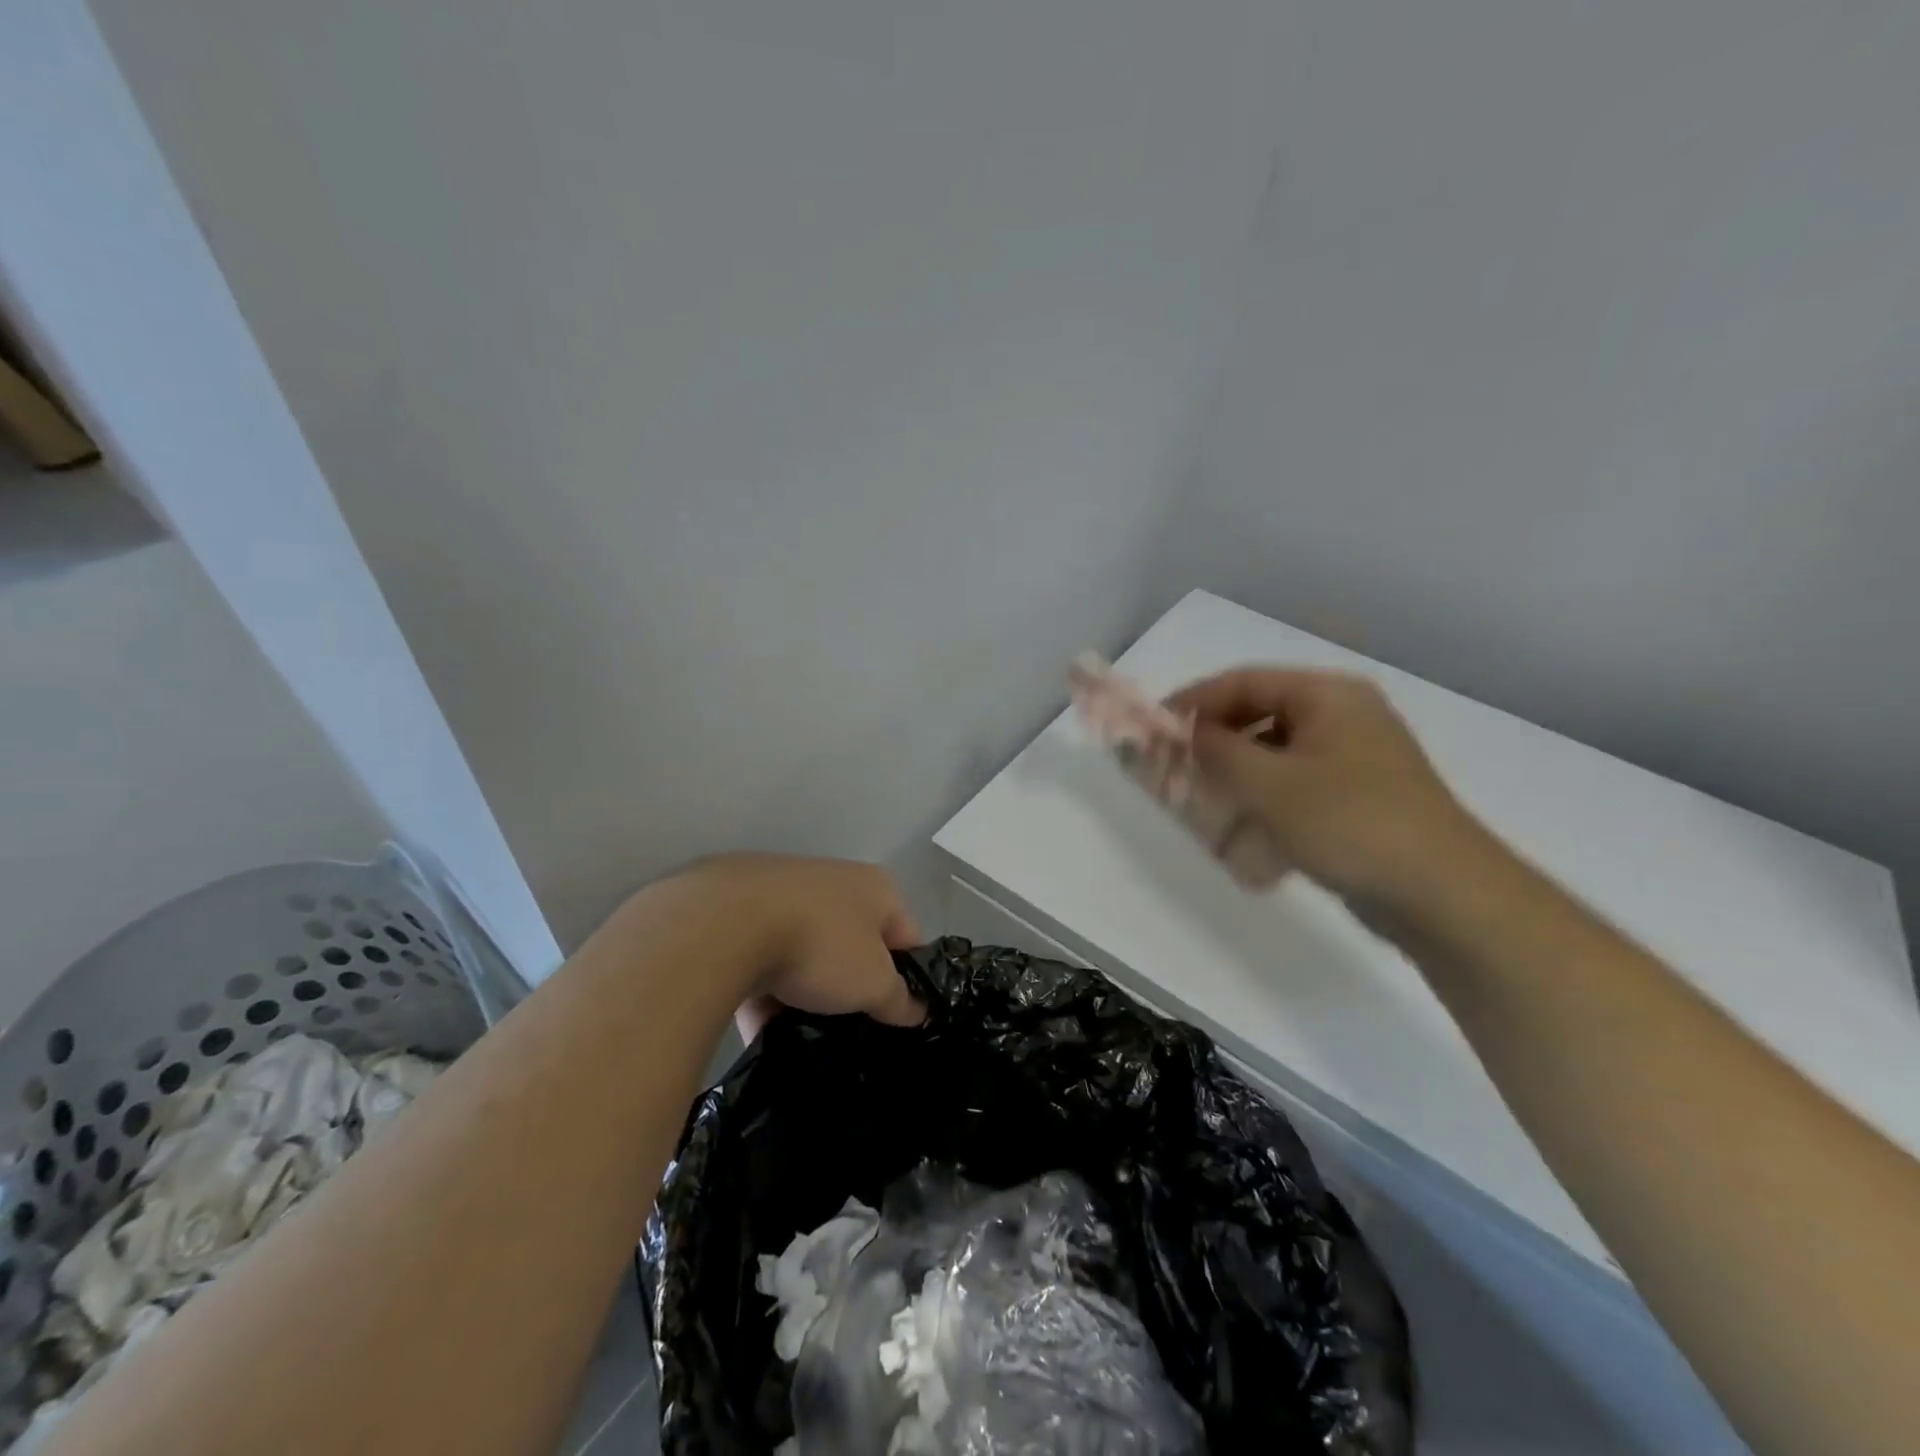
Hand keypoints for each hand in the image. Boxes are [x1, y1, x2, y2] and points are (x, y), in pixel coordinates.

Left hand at [669, 854, 924, 1040]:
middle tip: (848, 1027)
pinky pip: (762, 958)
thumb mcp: (873, 984)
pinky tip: (758, 1027)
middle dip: (850, 987)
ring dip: (804, 992)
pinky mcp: (739, 909)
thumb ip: (899, 999)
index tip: (895, 1018)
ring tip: (800, 1032)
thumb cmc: (820, 945)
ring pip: (806, 952)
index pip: (907, 937)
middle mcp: (834, 880)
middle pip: (854, 944)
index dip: (908, 980)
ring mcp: (784, 891)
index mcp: (876, 887)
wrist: (725, 923)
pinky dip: (763, 990)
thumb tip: (917, 1011)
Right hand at [1166, 667, 1484, 911]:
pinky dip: (1265, 801)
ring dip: (1235, 776)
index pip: (1243, 682)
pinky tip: (1247, 836)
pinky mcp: (1359, 797)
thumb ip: (1215, 752)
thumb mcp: (1270, 784)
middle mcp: (1343, 716)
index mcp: (1327, 695)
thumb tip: (1175, 731)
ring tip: (1205, 805)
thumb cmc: (1351, 822)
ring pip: (1275, 753)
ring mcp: (1354, 758)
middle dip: (1213, 743)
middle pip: (1258, 715)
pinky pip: (1296, 785)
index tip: (1153, 730)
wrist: (1444, 894)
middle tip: (1174, 769)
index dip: (1192, 702)